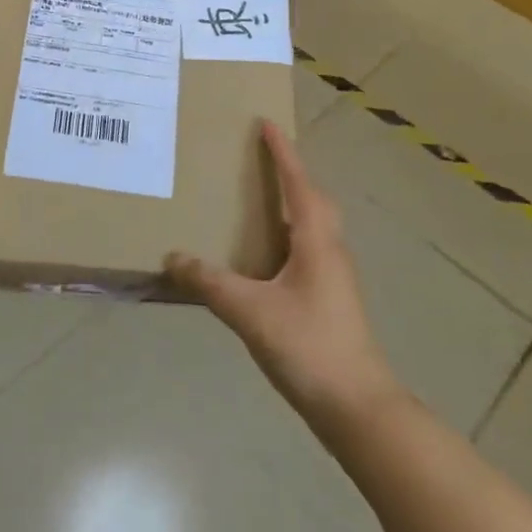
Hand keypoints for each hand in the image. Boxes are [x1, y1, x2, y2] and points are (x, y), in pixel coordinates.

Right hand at [167, 123, 399, 426]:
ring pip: (313, 226)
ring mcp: (334, 276)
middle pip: (313, 199)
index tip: (267, 123)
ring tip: (258, 201)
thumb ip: (210, 283)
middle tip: (263, 159)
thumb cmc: (309, 347)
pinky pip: (308, 249)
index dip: (282, 152)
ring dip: (291, 205)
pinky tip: (264, 257)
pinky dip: (287, 236)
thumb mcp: (251, 312)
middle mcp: (330, 249)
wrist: (358, 408)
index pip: (298, 182)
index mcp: (316, 239)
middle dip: (291, 174)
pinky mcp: (330, 299)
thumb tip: (173, 257)